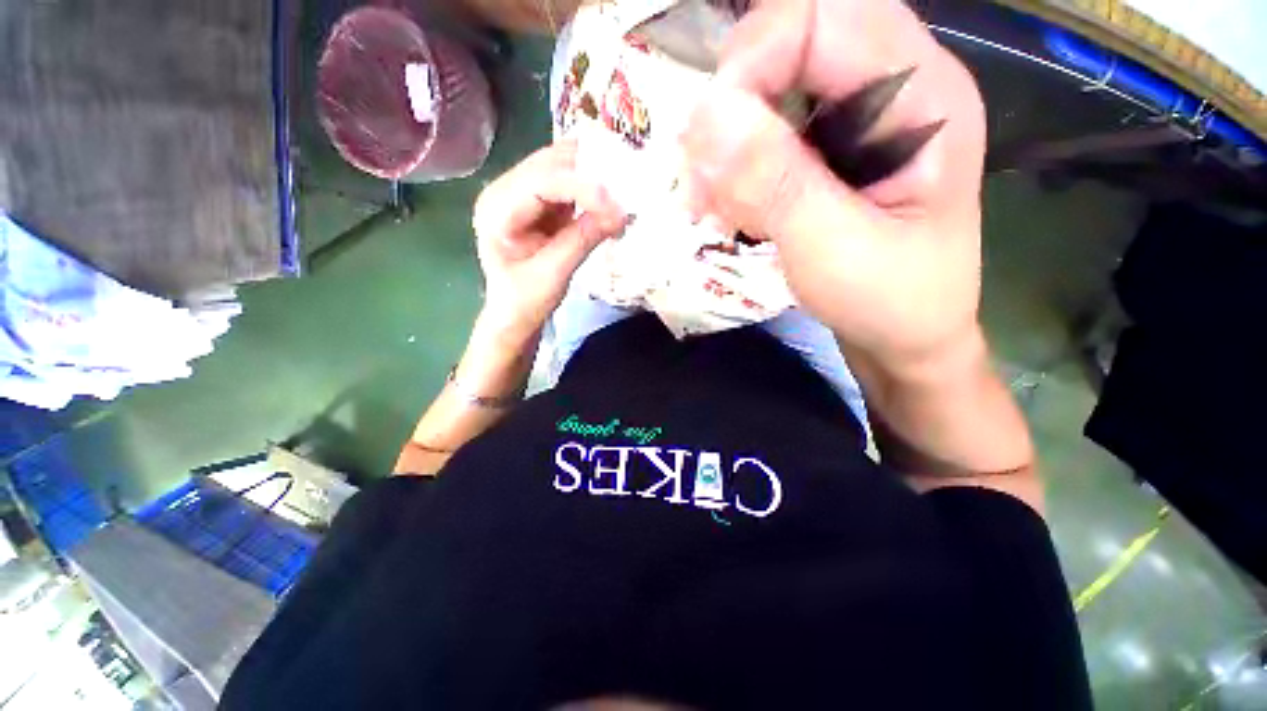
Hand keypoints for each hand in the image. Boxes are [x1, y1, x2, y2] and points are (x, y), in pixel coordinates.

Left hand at [473, 141, 626, 338]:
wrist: (515, 314)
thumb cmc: (525, 300)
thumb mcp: (554, 274)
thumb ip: (583, 239)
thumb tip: (620, 214)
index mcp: (496, 210)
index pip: (540, 182)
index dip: (581, 187)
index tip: (615, 203)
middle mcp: (504, 191)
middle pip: (550, 164)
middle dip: (590, 173)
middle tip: (626, 189)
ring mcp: (522, 193)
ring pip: (561, 166)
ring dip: (593, 176)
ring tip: (623, 191)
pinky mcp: (540, 202)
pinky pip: (568, 182)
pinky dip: (591, 187)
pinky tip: (611, 197)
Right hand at [682, 0, 987, 374]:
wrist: (905, 338)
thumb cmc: (890, 303)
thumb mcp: (833, 249)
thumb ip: (775, 183)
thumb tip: (704, 117)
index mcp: (922, 93)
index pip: (821, 15)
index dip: (750, 61)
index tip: (707, 144)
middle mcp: (894, 85)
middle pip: (791, 41)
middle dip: (732, 108)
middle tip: (702, 183)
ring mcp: (861, 116)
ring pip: (772, 87)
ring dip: (729, 145)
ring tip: (717, 207)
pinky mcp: (833, 148)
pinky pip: (769, 130)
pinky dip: (737, 167)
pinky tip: (733, 210)